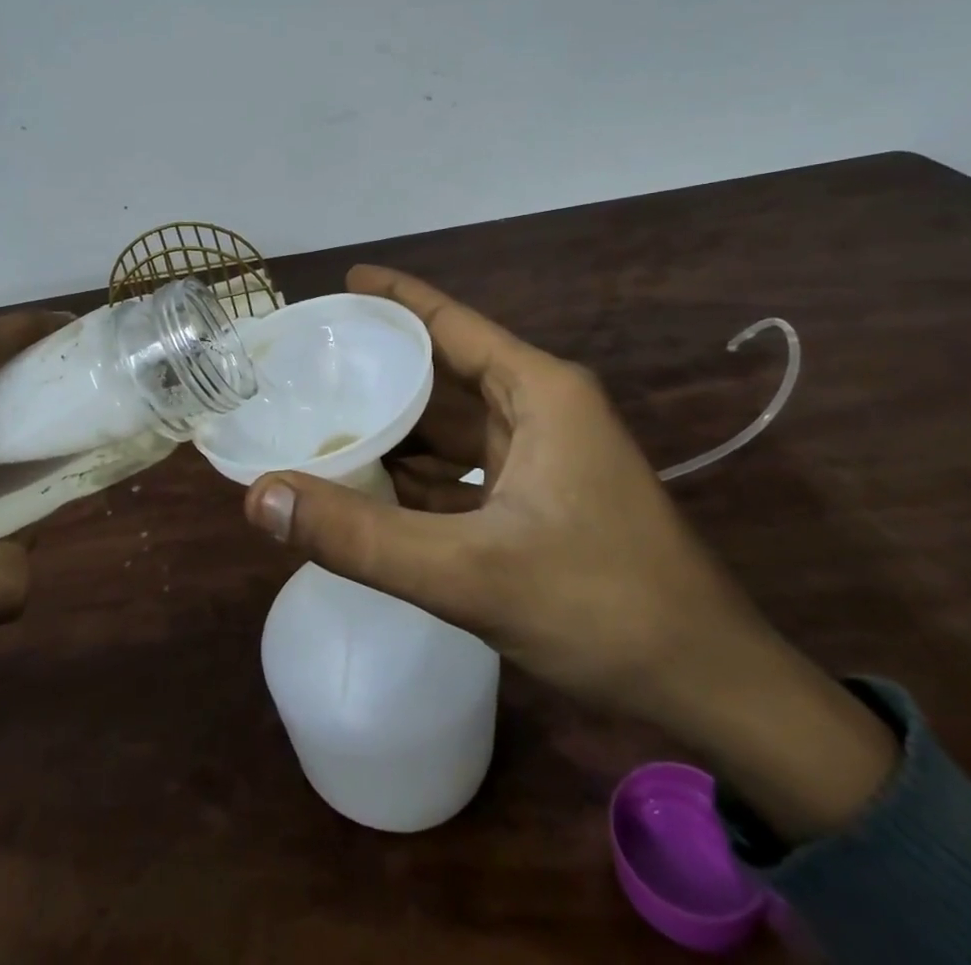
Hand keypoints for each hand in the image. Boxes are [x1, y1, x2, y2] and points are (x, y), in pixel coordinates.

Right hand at [244, 267, 896, 840]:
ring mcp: (543, 452)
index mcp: (536, 390)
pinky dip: (420, 473)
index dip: (392, 298)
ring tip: (321, 422)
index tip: (338, 286)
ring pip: (452, 424)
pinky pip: (465, 466)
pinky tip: (371, 485)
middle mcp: (539, 406)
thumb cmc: (601, 606)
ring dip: (396, 427)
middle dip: (379, 371)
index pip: (448, 321)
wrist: (710, 685)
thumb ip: (360, 537)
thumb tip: (260, 499)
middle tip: (307, 370)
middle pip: (443, 372)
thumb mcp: (469, 573)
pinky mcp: (540, 494)